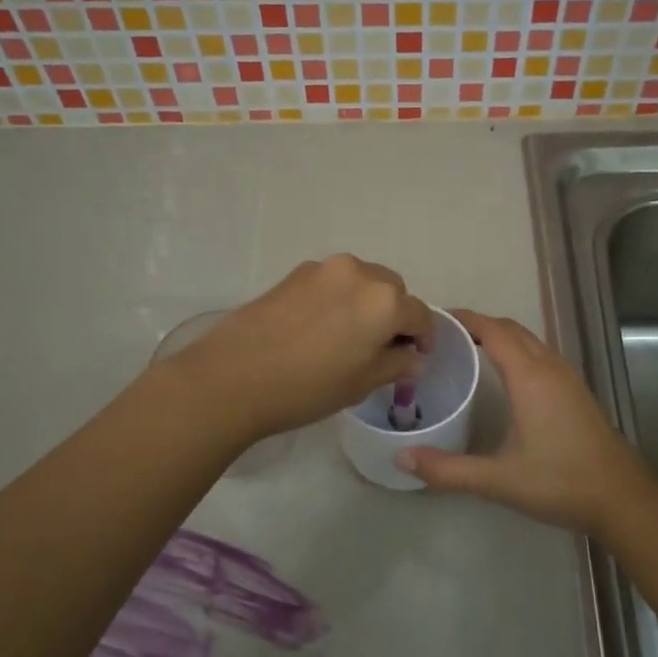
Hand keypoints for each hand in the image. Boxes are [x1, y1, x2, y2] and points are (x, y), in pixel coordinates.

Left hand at [168, 255, 432, 443]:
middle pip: (392, 290)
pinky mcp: (295, 274)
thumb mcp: (361, 383)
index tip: (417, 357)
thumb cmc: (307, 387)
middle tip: (382, 348)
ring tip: (350, 337)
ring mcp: (323, 269)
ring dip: (367, 303)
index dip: (424, 338)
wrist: (233, 377)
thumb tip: (413, 358)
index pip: (419, 314)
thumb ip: (396, 364)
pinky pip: (332, 283)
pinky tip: (320, 328)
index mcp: (384, 300)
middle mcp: (359, 273)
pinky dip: (338, 299)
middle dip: (395, 315)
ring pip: (361, 281)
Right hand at [396, 310, 657, 534]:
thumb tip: (402, 458)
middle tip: (444, 336)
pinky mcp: (577, 392)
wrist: (622, 497)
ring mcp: (568, 378)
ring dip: (500, 336)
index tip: (434, 319)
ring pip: (530, 341)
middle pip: (512, 329)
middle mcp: (550, 368)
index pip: (493, 330)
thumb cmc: (561, 482)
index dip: (464, 319)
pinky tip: (505, 377)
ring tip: (468, 349)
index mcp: (530, 378)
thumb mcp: (499, 480)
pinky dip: (518, 351)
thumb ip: (448, 470)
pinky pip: (541, 355)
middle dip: (479, 324)